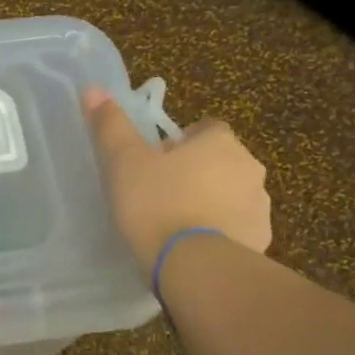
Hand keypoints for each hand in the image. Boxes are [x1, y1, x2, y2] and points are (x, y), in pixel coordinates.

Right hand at [83, 87, 271, 263]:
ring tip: (176, 227)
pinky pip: (238, 229)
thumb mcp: (124, 162)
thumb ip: (112, 126)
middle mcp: (249, 167)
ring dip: (211, 203)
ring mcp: (259, 206)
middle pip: (221, 162)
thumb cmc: (157, 204)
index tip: (157, 164)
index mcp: (220, 142)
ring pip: (231, 196)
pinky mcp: (260, 240)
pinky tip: (194, 249)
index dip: (181, 144)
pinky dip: (221, 233)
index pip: (206, 129)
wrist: (193, 264)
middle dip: (197, 174)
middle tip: (160, 196)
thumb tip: (94, 90)